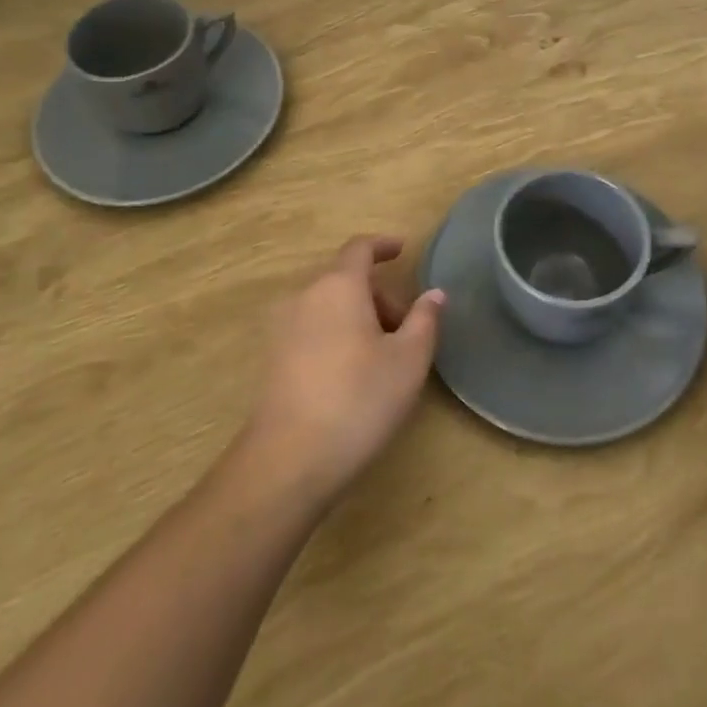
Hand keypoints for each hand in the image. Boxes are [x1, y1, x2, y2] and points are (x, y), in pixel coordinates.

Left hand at [245, 236, 443, 504]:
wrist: (288, 461)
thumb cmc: (358, 400)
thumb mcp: (408, 360)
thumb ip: (425, 320)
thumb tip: (434, 294)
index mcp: (338, 286)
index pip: (360, 248)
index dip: (383, 245)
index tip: (402, 250)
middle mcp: (305, 296)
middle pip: (346, 280)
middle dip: (379, 295)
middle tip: (405, 330)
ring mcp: (282, 328)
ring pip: (328, 306)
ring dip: (358, 318)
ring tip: (382, 358)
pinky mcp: (272, 359)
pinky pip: (312, 329)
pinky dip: (336, 335)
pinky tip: (351, 376)